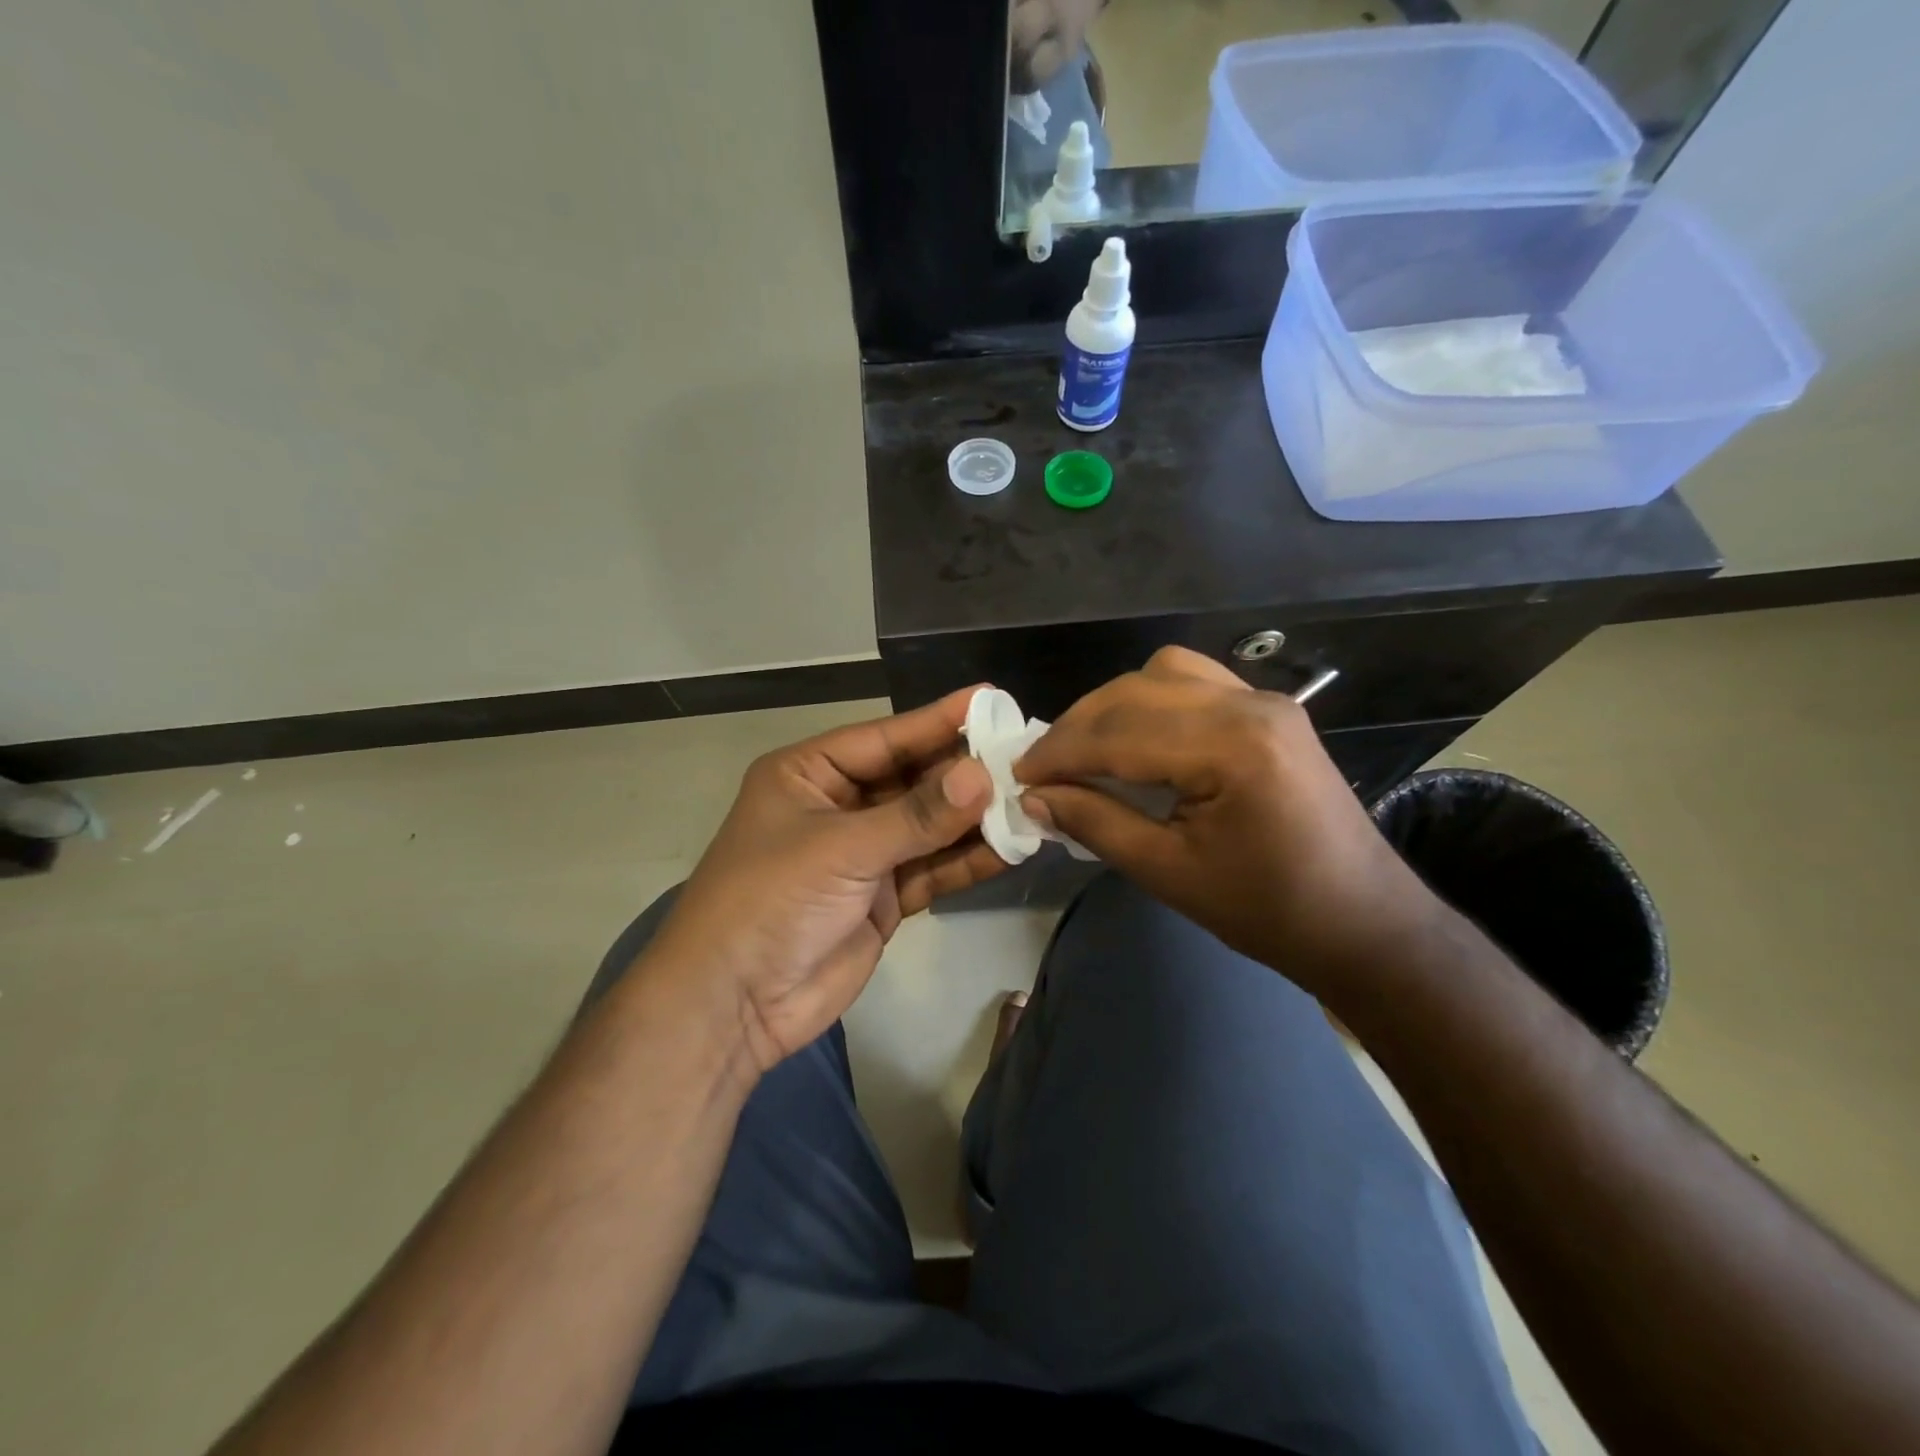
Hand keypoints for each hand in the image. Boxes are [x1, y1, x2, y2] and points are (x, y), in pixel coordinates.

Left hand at [641, 688, 1003, 1073]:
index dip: (938, 721)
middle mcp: (839, 806)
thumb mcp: (841, 848)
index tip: (992, 701)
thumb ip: (916, 816)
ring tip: (1031, 801)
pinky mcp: (883, 899)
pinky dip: (967, 862)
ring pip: (928, 827)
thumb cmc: (770, 900)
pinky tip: (1010, 850)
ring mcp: (863, 855)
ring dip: (974, 819)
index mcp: (810, 774)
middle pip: (912, 781)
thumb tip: (983, 776)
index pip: (885, 738)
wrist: (733, 1004)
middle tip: (1025, 757)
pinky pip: (932, 870)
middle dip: (964, 773)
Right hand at [1014, 647, 1437, 991]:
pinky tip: (1137, 738)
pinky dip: (1152, 701)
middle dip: (1078, 726)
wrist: (1364, 923)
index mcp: (1230, 746)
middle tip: (1042, 767)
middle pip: (1136, 691)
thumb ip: (1095, 823)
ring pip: (1162, 674)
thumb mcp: (1168, 873)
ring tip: (1084, 749)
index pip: (1119, 732)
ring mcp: (1265, 700)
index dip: (1059, 752)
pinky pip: (1195, 682)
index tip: (1018, 775)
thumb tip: (1034, 796)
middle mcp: (1248, 704)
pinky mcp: (1270, 710)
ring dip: (1113, 707)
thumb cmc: (1268, 910)